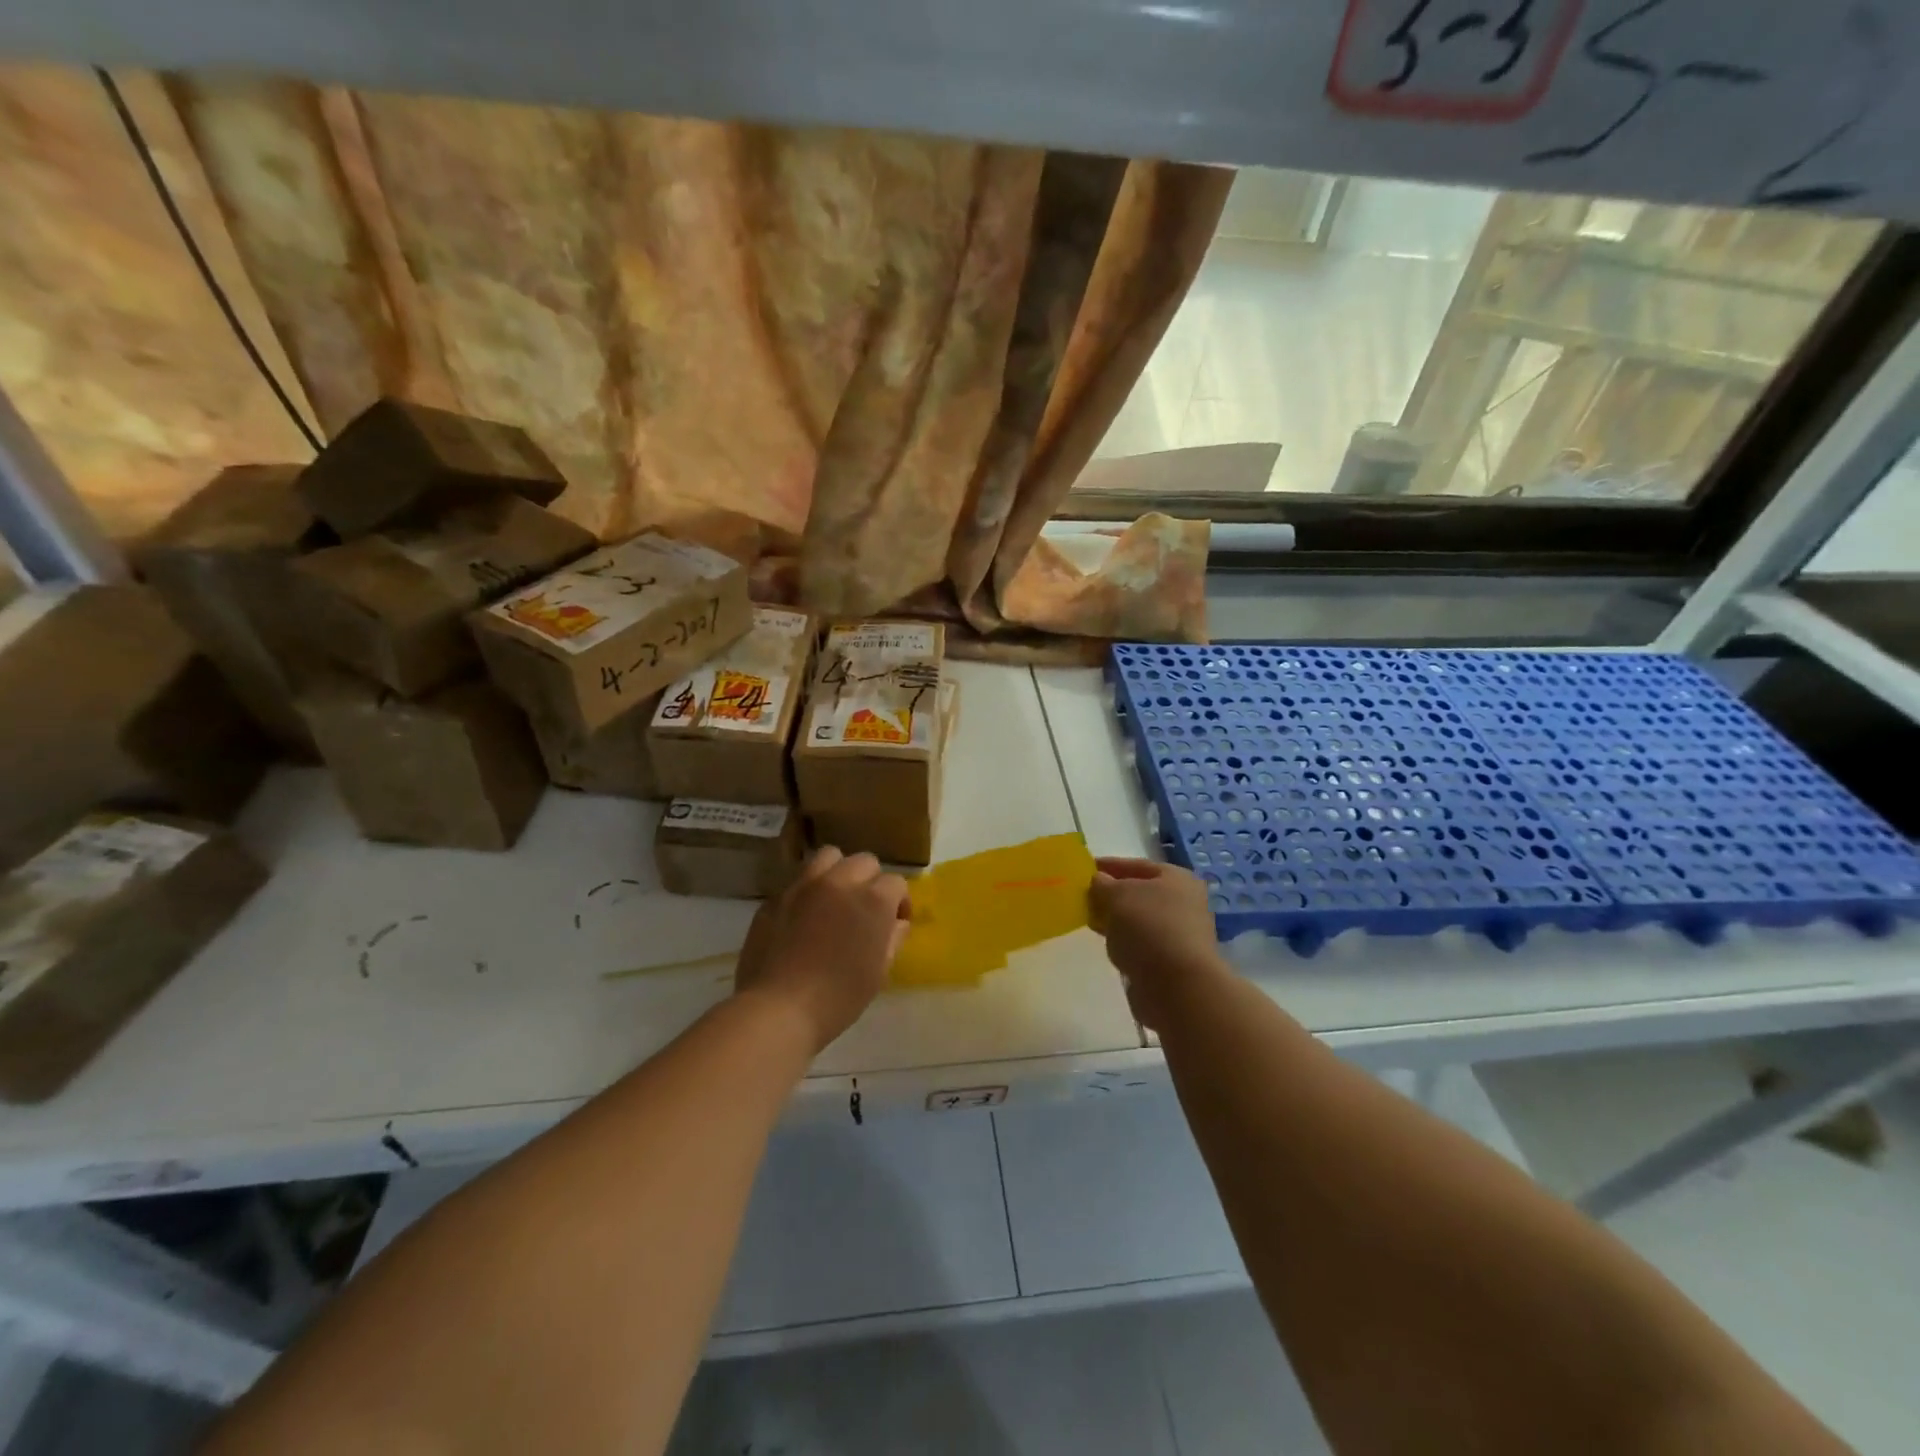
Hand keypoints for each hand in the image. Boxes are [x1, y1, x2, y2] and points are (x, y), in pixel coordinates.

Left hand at [734, 847, 908, 1053]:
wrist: (779, 1008)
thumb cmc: (839, 997)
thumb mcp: (879, 972)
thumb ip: (892, 940)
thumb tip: (897, 924)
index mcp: (873, 900)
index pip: (896, 883)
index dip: (900, 902)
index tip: (895, 923)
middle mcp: (840, 882)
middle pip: (864, 861)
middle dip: (871, 881)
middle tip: (865, 909)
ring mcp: (804, 885)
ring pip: (828, 857)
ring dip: (838, 872)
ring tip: (835, 898)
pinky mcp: (775, 898)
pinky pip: (798, 882)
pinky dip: (807, 892)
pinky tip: (803, 918)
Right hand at [1088, 858, 1230, 1029]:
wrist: (1177, 986)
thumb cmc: (1149, 927)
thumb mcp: (1118, 895)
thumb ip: (1103, 884)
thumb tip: (1099, 881)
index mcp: (1178, 879)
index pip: (1138, 865)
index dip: (1110, 865)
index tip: (1085, 869)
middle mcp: (1184, 904)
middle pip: (1141, 893)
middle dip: (1112, 894)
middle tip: (1084, 896)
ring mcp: (1179, 935)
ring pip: (1140, 920)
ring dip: (1117, 920)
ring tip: (1091, 920)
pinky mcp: (1171, 962)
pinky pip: (1141, 944)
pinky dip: (1124, 942)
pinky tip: (1108, 944)